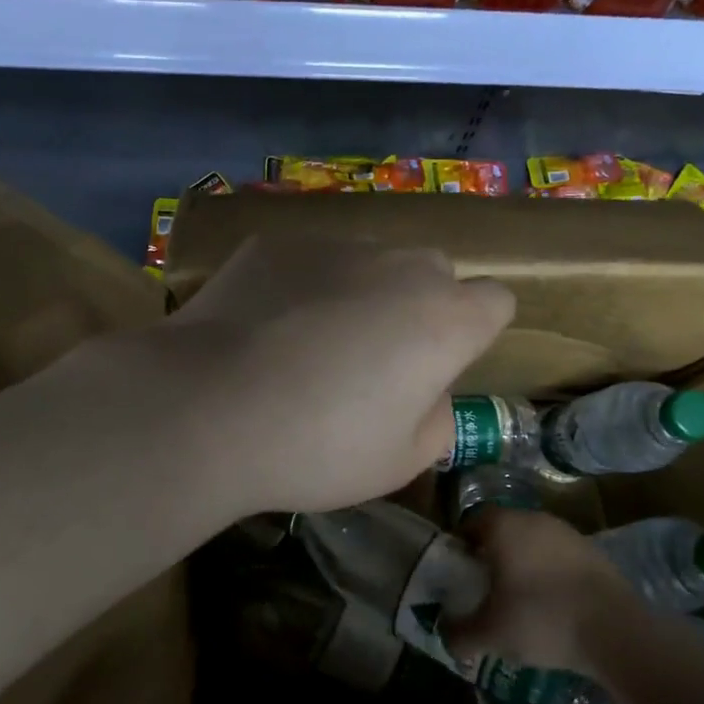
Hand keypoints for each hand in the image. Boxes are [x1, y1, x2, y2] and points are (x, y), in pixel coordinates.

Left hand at [147, 235, 513, 516]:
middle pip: (433, 275)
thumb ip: (437, 419)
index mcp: (445, 319)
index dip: (474, 333)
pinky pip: (311, 260)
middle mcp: (400, 266)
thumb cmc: (316, 446)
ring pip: (370, 263)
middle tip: (373, 361)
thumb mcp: (400, 462)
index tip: (439, 366)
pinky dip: (303, 285)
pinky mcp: (276, 242)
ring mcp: (335, 245)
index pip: (496, 301)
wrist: (207, 406)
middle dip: (419, 308)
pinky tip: (263, 327)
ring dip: (360, 293)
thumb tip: (426, 390)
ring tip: (308, 344)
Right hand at [444, 506, 638, 676]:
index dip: (461, 547)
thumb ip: (458, 632)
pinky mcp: (594, 552)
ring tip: (521, 602)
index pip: (470, 523)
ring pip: (533, 543)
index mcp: (503, 526)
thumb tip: (444, 633)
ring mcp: (568, 533)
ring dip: (524, 565)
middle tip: (486, 590)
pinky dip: (551, 575)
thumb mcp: (489, 634)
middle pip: (503, 531)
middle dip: (492, 556)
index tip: (459, 575)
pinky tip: (554, 607)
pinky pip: (560, 558)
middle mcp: (533, 518)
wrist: (615, 631)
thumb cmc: (540, 619)